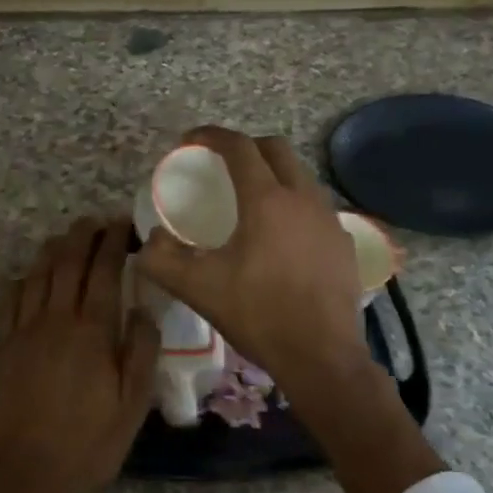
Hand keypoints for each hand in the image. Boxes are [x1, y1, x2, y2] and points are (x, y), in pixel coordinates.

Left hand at [0, 218, 157, 492]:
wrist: (23, 472)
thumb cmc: (87, 443)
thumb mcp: (133, 405)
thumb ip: (141, 351)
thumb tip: (143, 309)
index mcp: (92, 329)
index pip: (104, 269)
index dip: (113, 241)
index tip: (122, 224)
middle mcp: (57, 318)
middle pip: (68, 261)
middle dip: (82, 234)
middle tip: (95, 220)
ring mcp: (25, 329)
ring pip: (38, 273)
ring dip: (53, 249)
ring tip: (66, 237)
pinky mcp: (4, 345)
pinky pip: (12, 298)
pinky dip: (24, 278)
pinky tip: (31, 276)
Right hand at [135, 127, 367, 393]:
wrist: (321, 357)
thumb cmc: (258, 315)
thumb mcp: (197, 288)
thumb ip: (161, 259)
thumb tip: (148, 240)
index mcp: (266, 200)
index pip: (239, 147)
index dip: (211, 135)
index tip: (190, 140)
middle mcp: (303, 198)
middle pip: (275, 149)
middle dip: (245, 146)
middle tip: (221, 165)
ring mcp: (330, 219)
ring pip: (300, 175)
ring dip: (273, 173)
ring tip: (251, 198)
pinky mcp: (344, 242)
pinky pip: (315, 205)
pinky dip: (294, 203)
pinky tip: (282, 234)